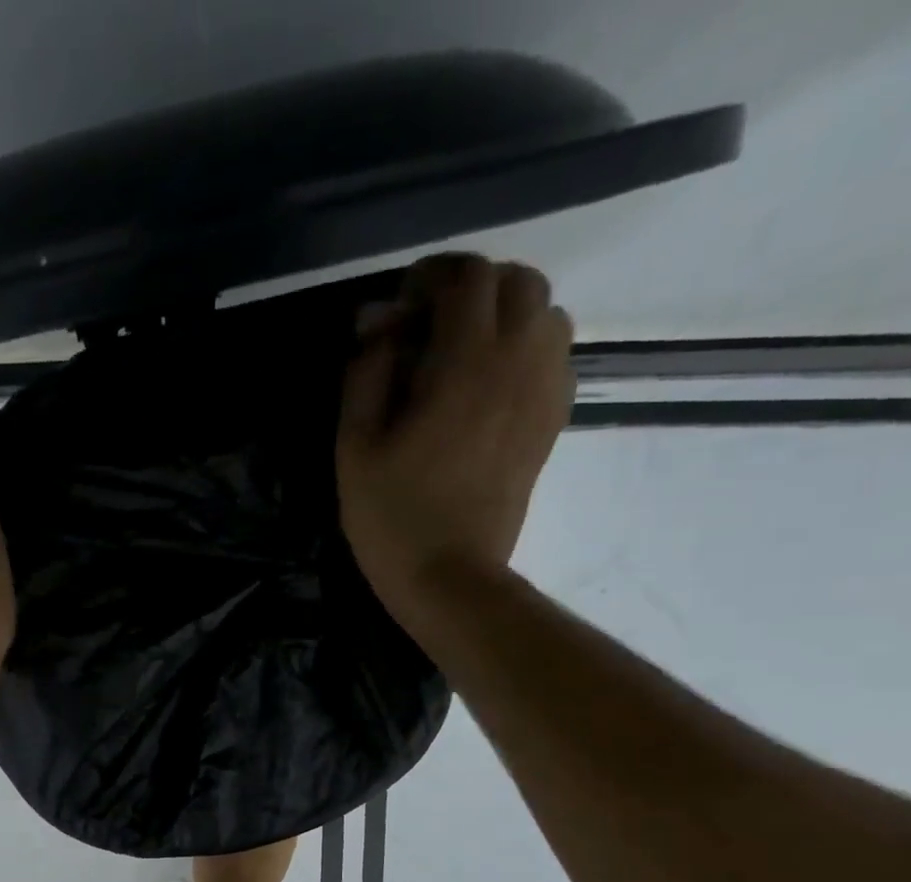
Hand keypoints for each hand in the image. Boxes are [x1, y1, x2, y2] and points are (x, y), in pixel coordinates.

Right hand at [335, 254, 574, 626]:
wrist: (449, 576)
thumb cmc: (391, 515)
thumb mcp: (355, 446)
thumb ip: (365, 373)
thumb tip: (378, 324)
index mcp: (465, 363)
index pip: (467, 277)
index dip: (431, 276)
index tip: (401, 306)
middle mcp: (518, 363)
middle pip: (520, 282)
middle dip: (474, 288)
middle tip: (432, 324)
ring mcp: (543, 393)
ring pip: (547, 315)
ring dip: (507, 316)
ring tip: (464, 352)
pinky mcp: (551, 422)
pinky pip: (556, 357)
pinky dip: (527, 350)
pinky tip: (490, 385)